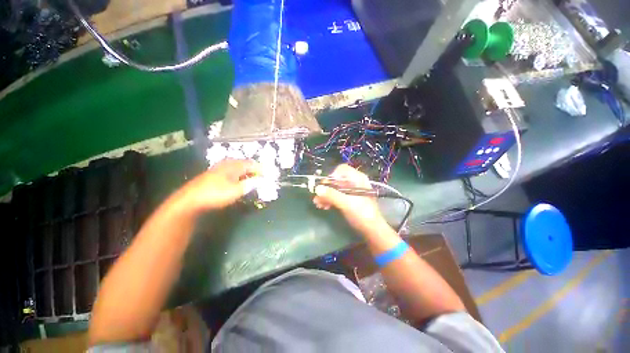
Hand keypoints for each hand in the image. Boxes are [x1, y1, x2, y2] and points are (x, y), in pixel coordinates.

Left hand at [180, 159, 260, 212]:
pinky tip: (237, 181)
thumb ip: (251, 184)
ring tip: (251, 179)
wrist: (190, 200)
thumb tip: (262, 180)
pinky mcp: (213, 175)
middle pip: (244, 164)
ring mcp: (219, 168)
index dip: (260, 169)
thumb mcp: (237, 190)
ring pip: (237, 167)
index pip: (251, 164)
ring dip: (246, 172)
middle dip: (253, 169)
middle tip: (260, 176)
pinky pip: (230, 171)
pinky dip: (238, 175)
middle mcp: (227, 164)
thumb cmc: (216, 194)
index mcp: (233, 165)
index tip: (267, 175)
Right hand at [313, 164, 387, 232]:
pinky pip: (336, 195)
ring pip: (334, 188)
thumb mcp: (347, 204)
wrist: (372, 230)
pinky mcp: (347, 199)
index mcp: (357, 179)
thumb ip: (332, 195)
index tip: (325, 186)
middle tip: (317, 197)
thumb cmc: (362, 214)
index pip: (342, 169)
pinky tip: (323, 206)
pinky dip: (329, 199)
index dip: (332, 176)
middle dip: (326, 188)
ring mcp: (350, 191)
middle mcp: (354, 182)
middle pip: (336, 179)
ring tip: (318, 204)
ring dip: (325, 195)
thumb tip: (317, 188)